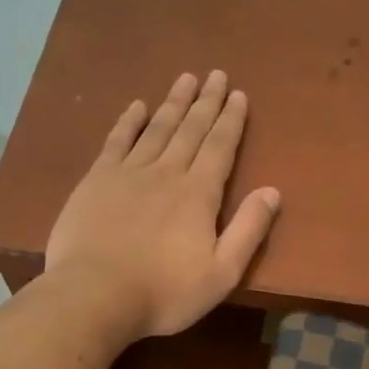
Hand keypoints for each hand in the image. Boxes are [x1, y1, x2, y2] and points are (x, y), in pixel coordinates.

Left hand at [45, 70, 280, 338]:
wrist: (95, 295)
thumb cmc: (165, 292)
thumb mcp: (222, 273)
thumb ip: (249, 231)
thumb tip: (272, 192)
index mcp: (199, 194)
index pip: (220, 147)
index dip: (231, 120)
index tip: (238, 95)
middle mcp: (166, 173)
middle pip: (191, 129)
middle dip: (206, 101)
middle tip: (216, 74)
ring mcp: (128, 173)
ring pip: (157, 128)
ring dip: (174, 103)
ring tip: (186, 78)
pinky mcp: (96, 181)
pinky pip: (117, 141)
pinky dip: (129, 121)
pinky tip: (137, 106)